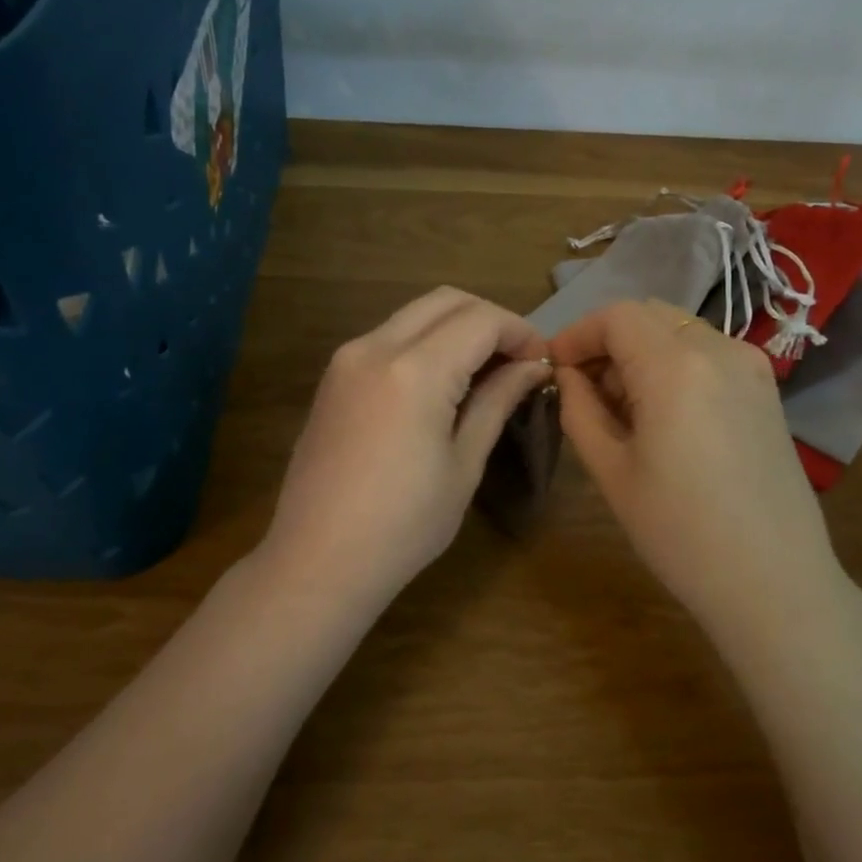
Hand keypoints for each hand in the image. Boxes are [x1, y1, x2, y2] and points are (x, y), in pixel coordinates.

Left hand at [262, 288, 551, 613]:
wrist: (318, 560)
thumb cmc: (404, 526)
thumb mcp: (463, 464)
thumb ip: (496, 401)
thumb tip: (532, 366)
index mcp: (415, 370)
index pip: (481, 320)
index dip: (520, 332)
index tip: (543, 362)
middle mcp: (375, 347)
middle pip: (445, 300)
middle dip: (490, 319)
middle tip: (517, 361)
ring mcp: (346, 359)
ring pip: (414, 314)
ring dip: (455, 327)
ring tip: (484, 372)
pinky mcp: (332, 377)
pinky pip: (388, 338)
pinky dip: (424, 343)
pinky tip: (441, 383)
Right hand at [549, 300, 859, 642]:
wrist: (772, 581)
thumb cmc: (679, 532)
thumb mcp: (611, 471)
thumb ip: (579, 410)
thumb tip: (568, 375)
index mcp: (676, 367)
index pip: (616, 316)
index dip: (577, 333)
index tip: (553, 367)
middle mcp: (721, 351)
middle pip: (650, 316)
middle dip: (608, 341)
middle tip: (583, 389)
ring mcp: (752, 368)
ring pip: (680, 332)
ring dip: (641, 353)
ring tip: (620, 408)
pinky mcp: (767, 391)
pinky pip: (708, 355)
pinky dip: (673, 366)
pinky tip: (662, 416)